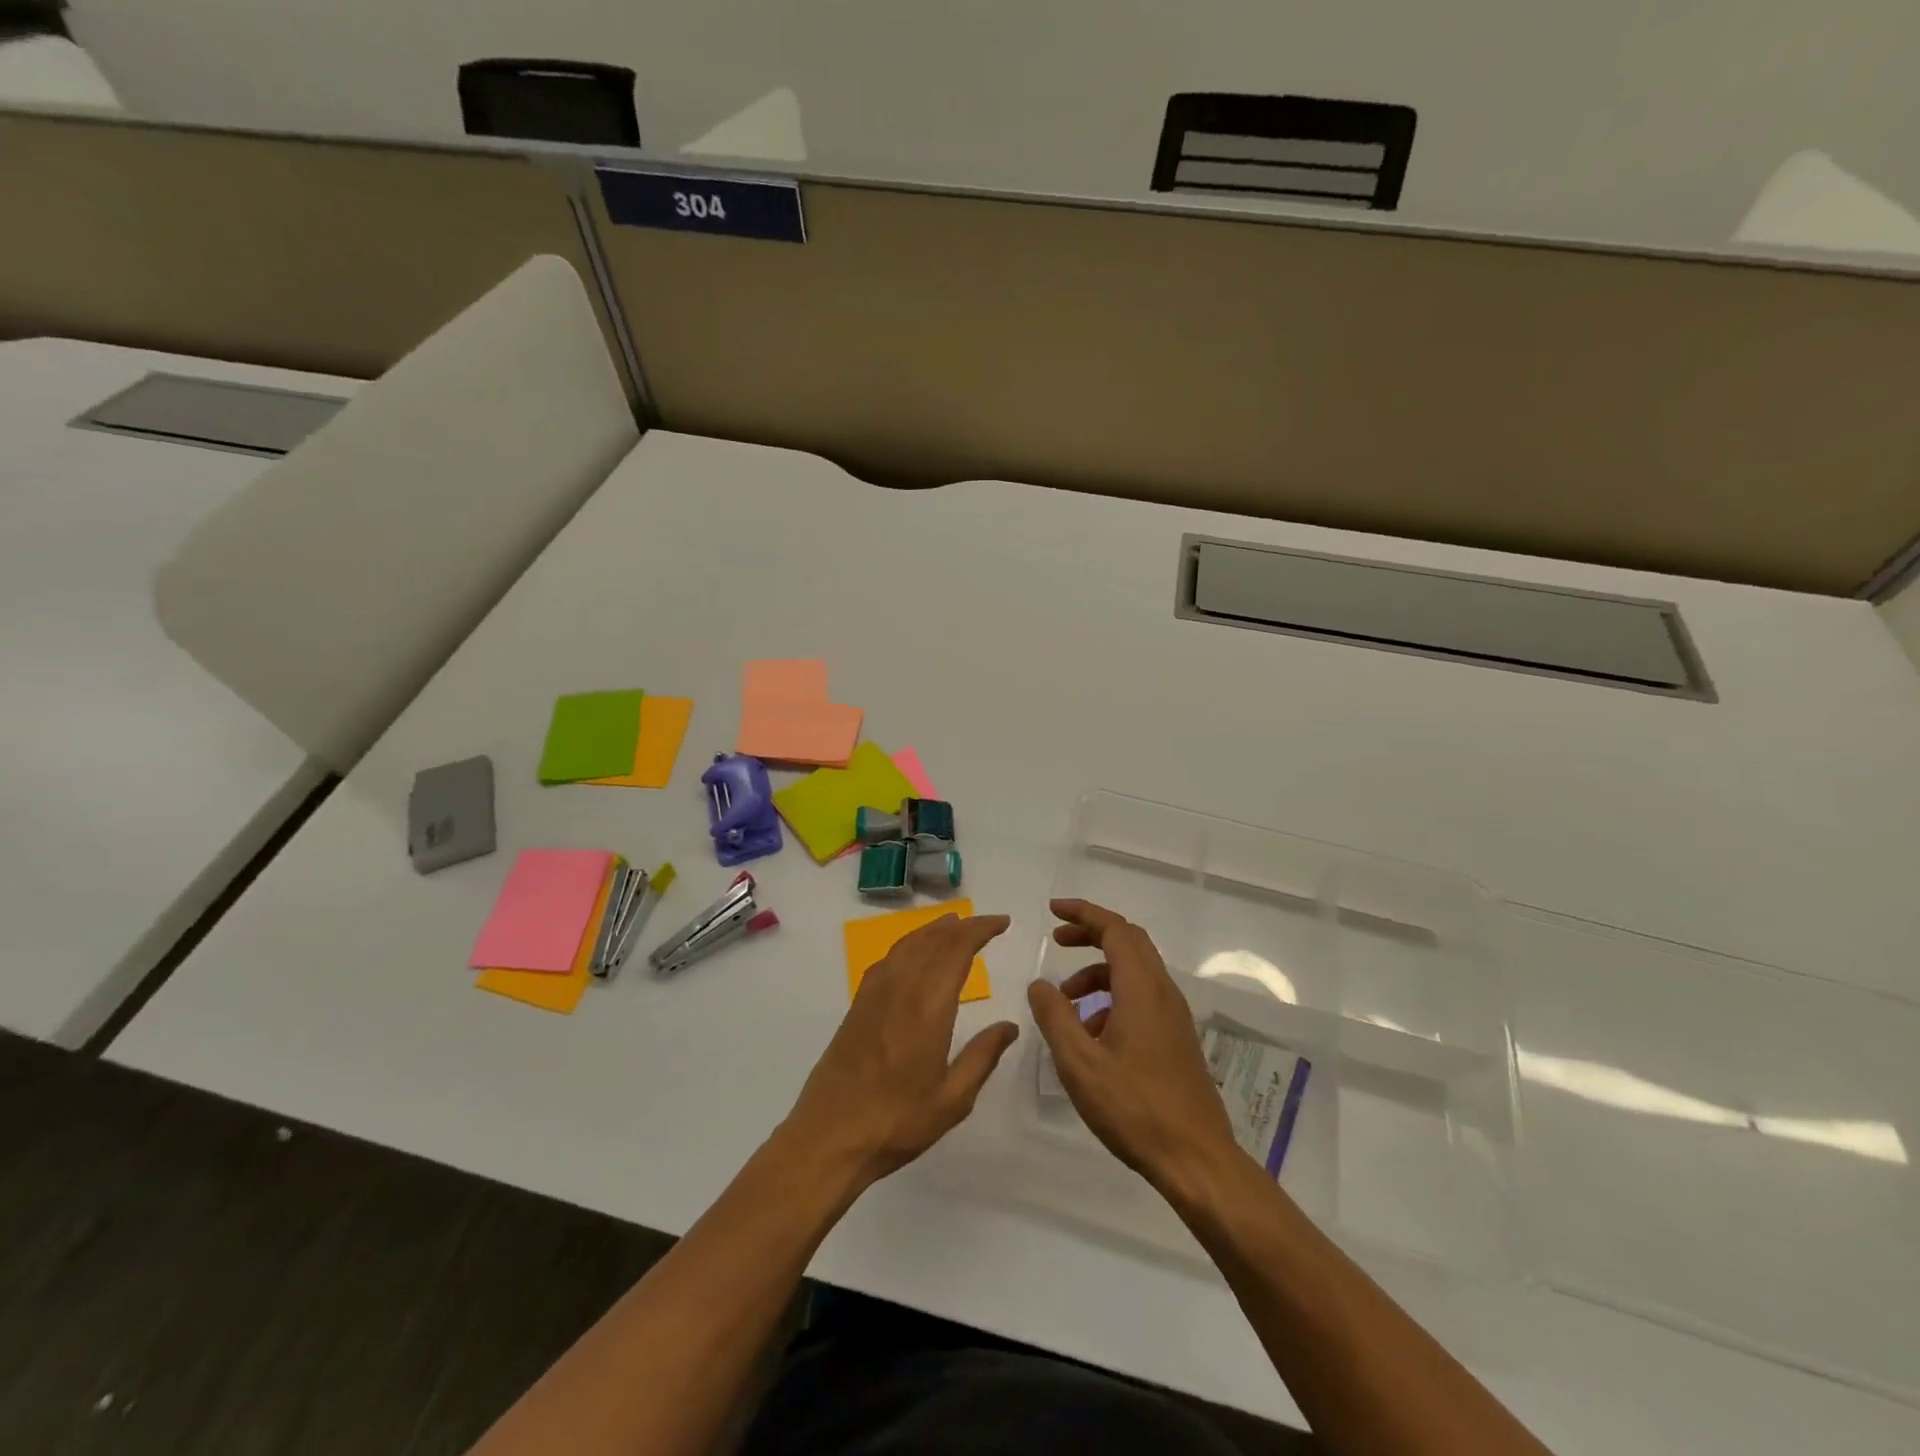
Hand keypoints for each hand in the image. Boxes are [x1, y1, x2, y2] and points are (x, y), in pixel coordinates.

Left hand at [782, 914, 1018, 1190]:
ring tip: (954, 925)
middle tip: (986, 924)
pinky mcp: (857, 1005)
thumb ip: (982, 1057)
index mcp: (927, 1007)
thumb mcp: (952, 1100)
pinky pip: (888, 959)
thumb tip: (1009, 1026)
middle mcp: (900, 989)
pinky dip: (908, 944)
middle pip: (933, 941)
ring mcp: (874, 994)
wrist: (828, 1137)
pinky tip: (914, 953)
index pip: (956, 950)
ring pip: (907, 945)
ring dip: (933, 930)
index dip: (980, 930)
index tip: (1002, 923)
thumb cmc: (896, 1123)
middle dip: (962, 926)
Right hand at [1027, 899, 1239, 1197]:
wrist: (1196, 1159)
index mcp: (1141, 989)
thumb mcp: (1079, 1063)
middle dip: (1091, 934)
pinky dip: (1113, 996)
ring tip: (1066, 1002)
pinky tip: (1092, 1034)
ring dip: (1098, 971)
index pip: (1114, 929)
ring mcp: (1174, 1015)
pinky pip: (1142, 996)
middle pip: (1129, 941)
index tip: (1053, 911)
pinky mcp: (1177, 1037)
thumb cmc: (1134, 1108)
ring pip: (1135, 971)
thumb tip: (1040, 983)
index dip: (1083, 913)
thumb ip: (1055, 1016)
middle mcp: (1162, 991)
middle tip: (1057, 941)